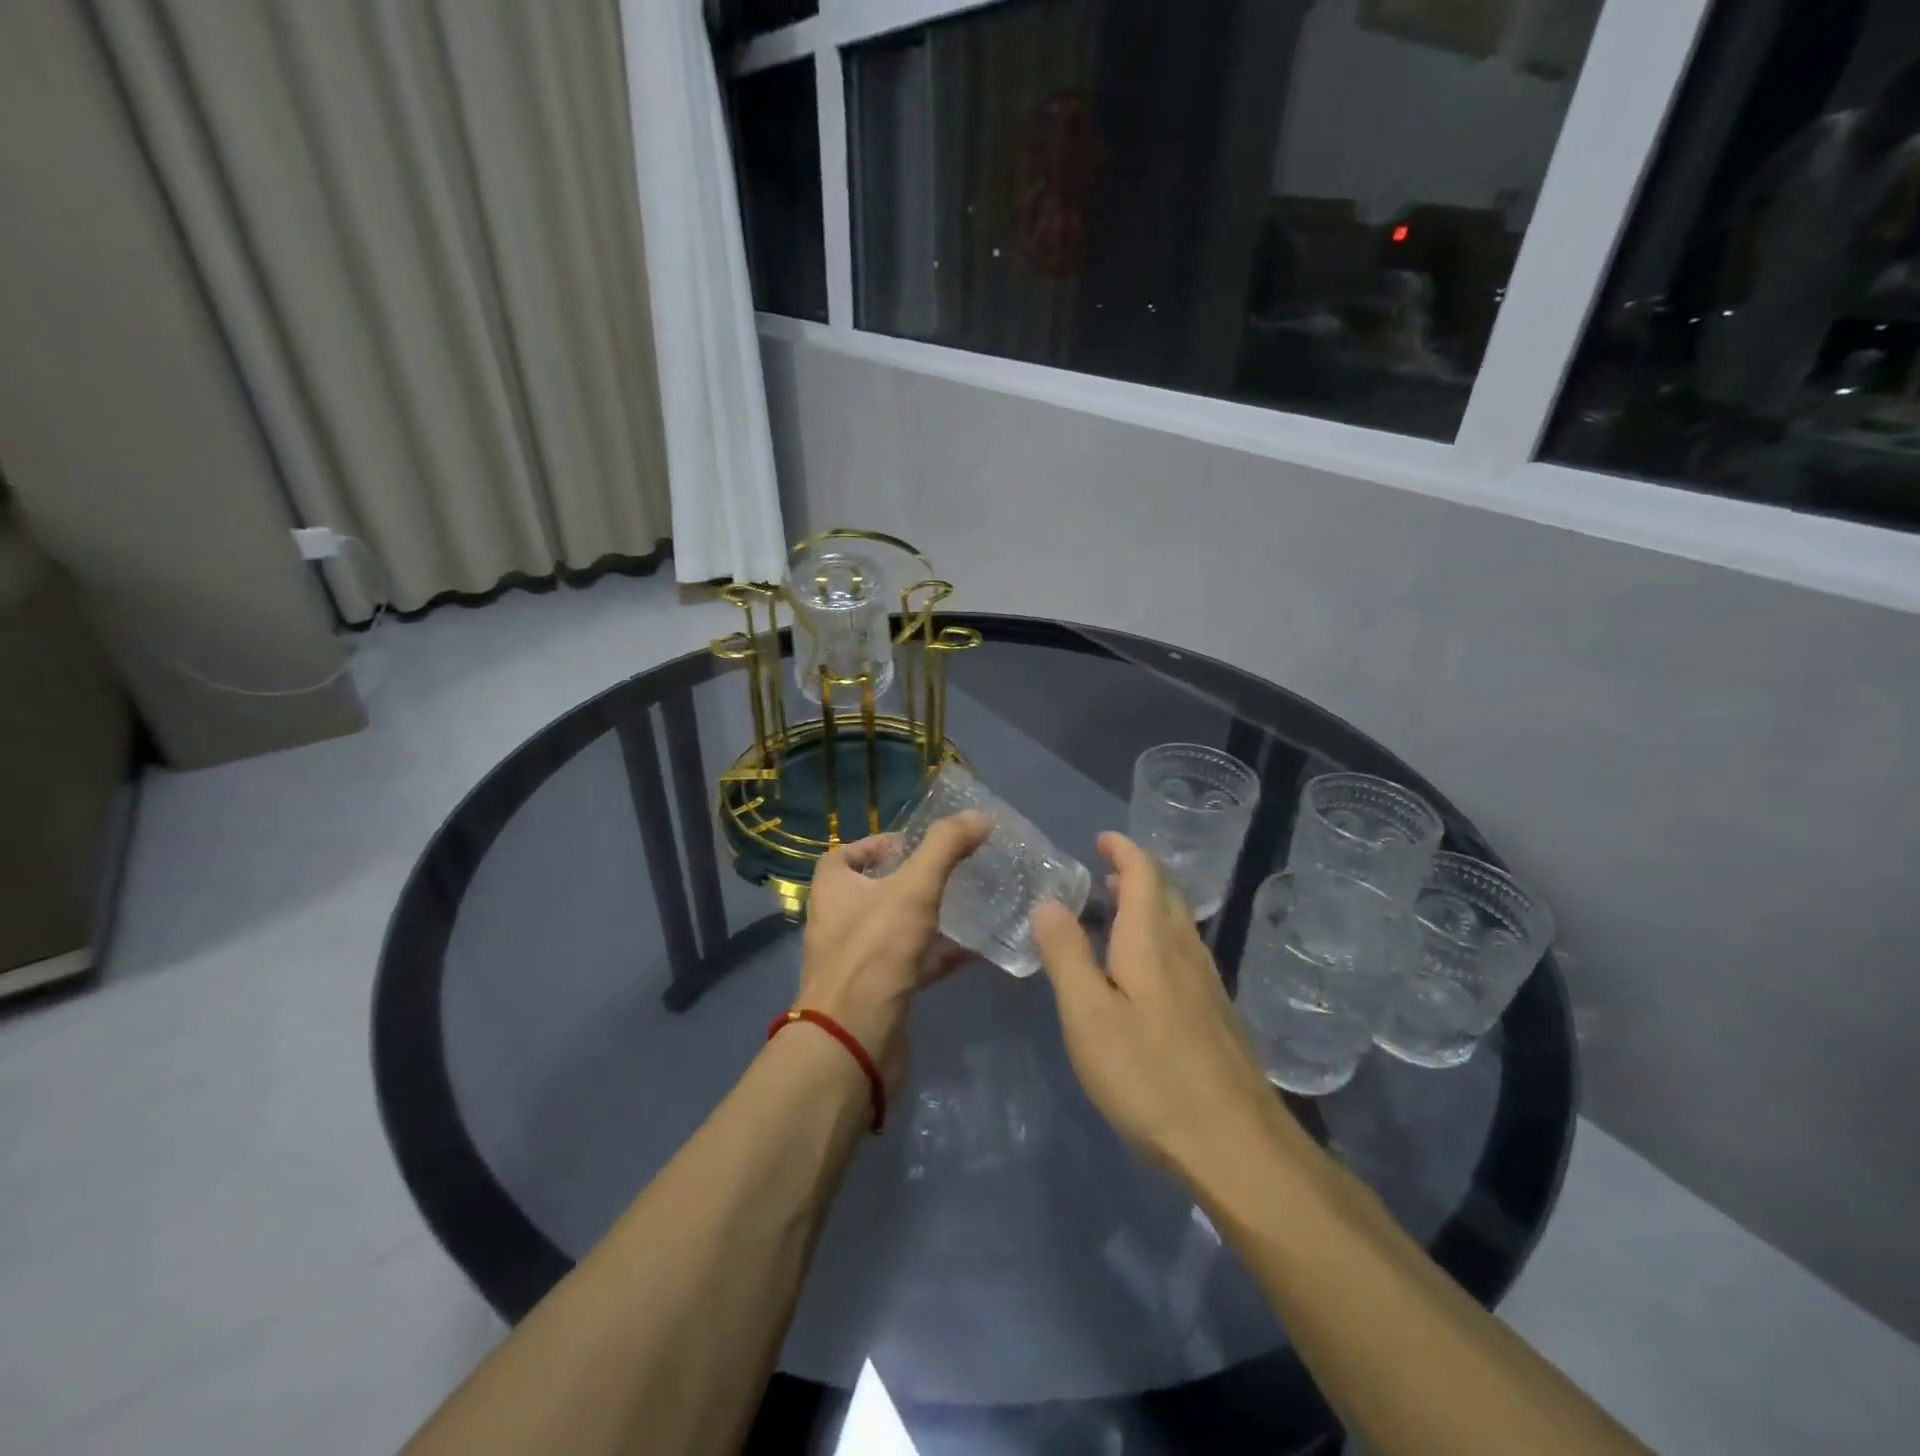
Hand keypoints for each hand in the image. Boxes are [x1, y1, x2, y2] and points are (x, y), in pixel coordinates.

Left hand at [795, 811, 989, 1092]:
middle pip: (872, 891)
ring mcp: (856, 960)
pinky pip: (910, 964)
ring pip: (894, 928)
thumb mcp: (914, 888)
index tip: (915, 846)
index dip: (877, 845)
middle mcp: (837, 921)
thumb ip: (946, 848)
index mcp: (833, 889)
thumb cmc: (876, 952)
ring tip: (968, 906)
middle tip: (949, 873)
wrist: (853, 1041)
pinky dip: (938, 955)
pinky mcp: (877, 992)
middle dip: (909, 881)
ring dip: (926, 918)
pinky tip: (974, 952)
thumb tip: (980, 815)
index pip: (846, 854)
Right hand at [1033, 833, 1304, 1185]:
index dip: (1124, 850)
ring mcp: (1208, 984)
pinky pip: (1185, 952)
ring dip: (1149, 904)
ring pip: (1179, 923)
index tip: (1102, 838)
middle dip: (1137, 872)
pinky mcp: (1217, 1015)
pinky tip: (1145, 968)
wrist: (1236, 1146)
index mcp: (1152, 941)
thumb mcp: (1088, 1016)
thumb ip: (1067, 955)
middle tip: (1104, 870)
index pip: (1144, 874)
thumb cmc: (1149, 1075)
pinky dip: (1160, 936)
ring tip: (1118, 908)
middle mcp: (1186, 951)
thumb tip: (1049, 903)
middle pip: (1167, 893)